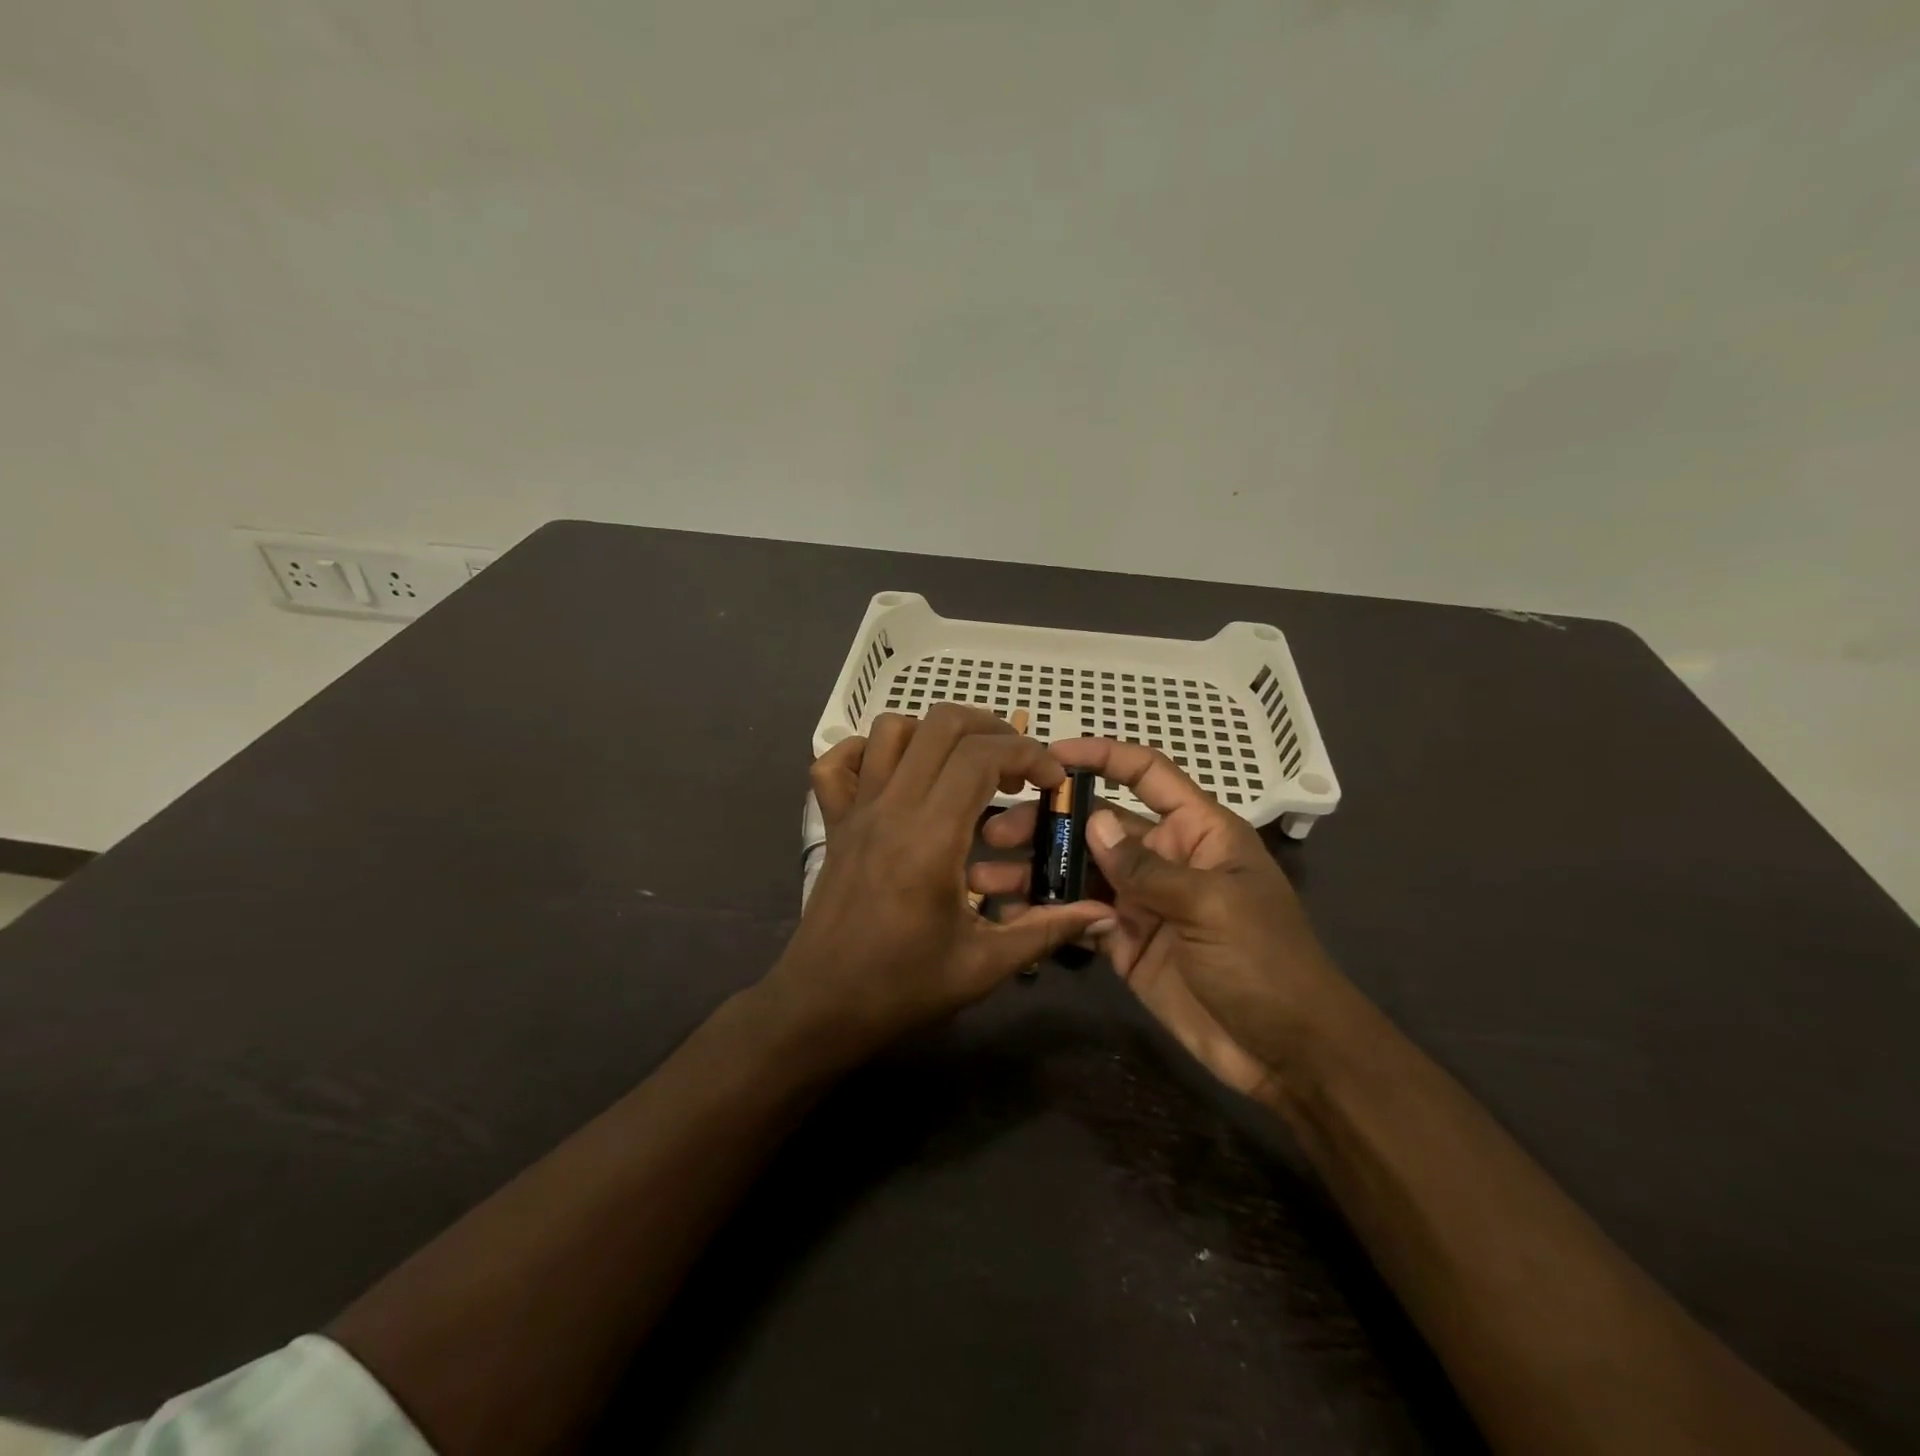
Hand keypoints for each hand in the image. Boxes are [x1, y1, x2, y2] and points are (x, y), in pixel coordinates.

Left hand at [765, 706, 1111, 1057]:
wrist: (820, 1007)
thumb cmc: (902, 988)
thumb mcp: (984, 965)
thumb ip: (1046, 930)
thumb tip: (1103, 913)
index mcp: (932, 837)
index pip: (982, 755)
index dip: (1029, 754)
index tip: (1052, 782)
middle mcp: (892, 808)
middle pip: (941, 723)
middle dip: (992, 729)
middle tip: (1016, 768)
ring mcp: (857, 810)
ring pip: (891, 730)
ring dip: (937, 734)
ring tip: (965, 768)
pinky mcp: (834, 822)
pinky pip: (837, 762)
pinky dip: (868, 751)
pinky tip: (897, 776)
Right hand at [975, 739, 1345, 1100]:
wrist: (1287, 1053)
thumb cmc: (1265, 963)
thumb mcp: (1211, 905)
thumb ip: (1147, 866)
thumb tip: (1093, 821)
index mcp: (1197, 831)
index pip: (1147, 774)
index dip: (1103, 756)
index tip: (1051, 754)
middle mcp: (1164, 858)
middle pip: (1098, 825)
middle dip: (1048, 823)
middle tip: (997, 831)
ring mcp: (1141, 902)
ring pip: (1080, 872)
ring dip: (1037, 870)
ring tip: (986, 877)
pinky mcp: (1125, 943)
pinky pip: (1080, 919)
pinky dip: (1048, 914)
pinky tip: (1011, 915)